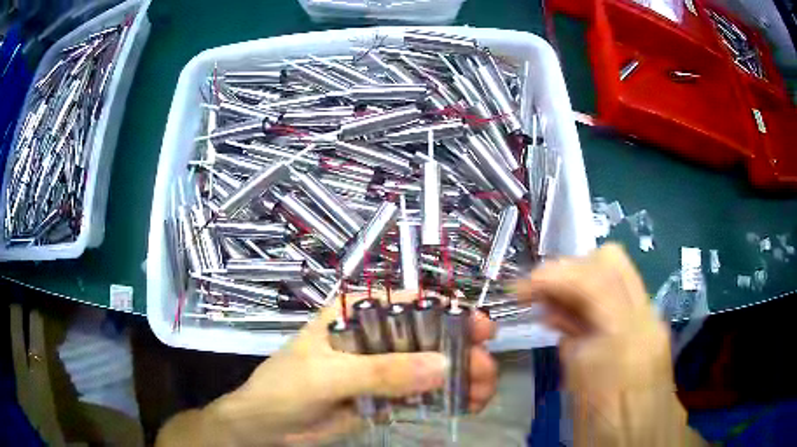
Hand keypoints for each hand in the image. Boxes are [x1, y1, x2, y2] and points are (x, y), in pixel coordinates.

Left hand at [156, 291, 497, 446]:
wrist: (266, 426)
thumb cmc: (284, 389)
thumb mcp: (327, 377)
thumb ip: (381, 373)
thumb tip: (442, 366)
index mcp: (355, 316)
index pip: (408, 304)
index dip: (447, 311)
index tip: (480, 327)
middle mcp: (373, 338)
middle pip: (426, 338)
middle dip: (461, 350)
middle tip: (488, 368)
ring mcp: (380, 370)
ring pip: (429, 368)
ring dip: (460, 377)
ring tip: (485, 392)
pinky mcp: (384, 397)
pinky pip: (421, 395)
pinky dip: (446, 399)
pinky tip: (468, 405)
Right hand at [514, 244, 703, 445]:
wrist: (644, 440)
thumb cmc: (605, 427)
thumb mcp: (577, 389)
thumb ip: (570, 342)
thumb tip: (557, 314)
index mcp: (625, 339)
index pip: (594, 278)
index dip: (553, 275)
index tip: (522, 291)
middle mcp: (646, 317)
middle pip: (611, 260)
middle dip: (570, 269)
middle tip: (542, 294)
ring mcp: (653, 318)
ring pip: (618, 271)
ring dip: (582, 279)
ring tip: (555, 306)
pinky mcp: (653, 326)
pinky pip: (623, 293)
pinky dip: (596, 295)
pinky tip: (578, 319)